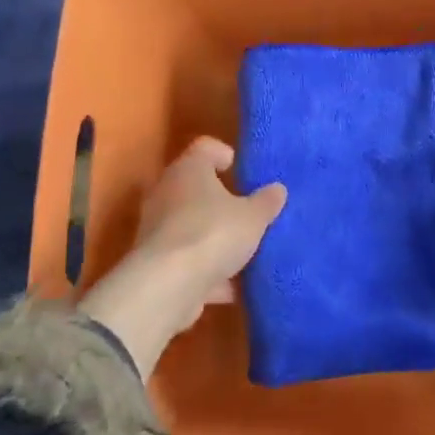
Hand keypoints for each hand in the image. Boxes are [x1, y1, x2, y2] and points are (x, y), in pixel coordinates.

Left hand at [80, 138, 285, 375]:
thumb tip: (277, 189)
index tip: (241, 169)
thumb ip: (267, 202)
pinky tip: (234, 287)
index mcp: (189, 170)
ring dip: (215, 239)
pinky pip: (188, 261)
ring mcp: (158, 230)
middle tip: (249, 211)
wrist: (167, 287)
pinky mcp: (156, 265)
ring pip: (192, 227)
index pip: (205, 147)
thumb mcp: (254, 217)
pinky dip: (208, 271)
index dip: (224, 154)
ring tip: (246, 252)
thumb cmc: (213, 233)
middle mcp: (167, 194)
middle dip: (222, 201)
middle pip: (196, 188)